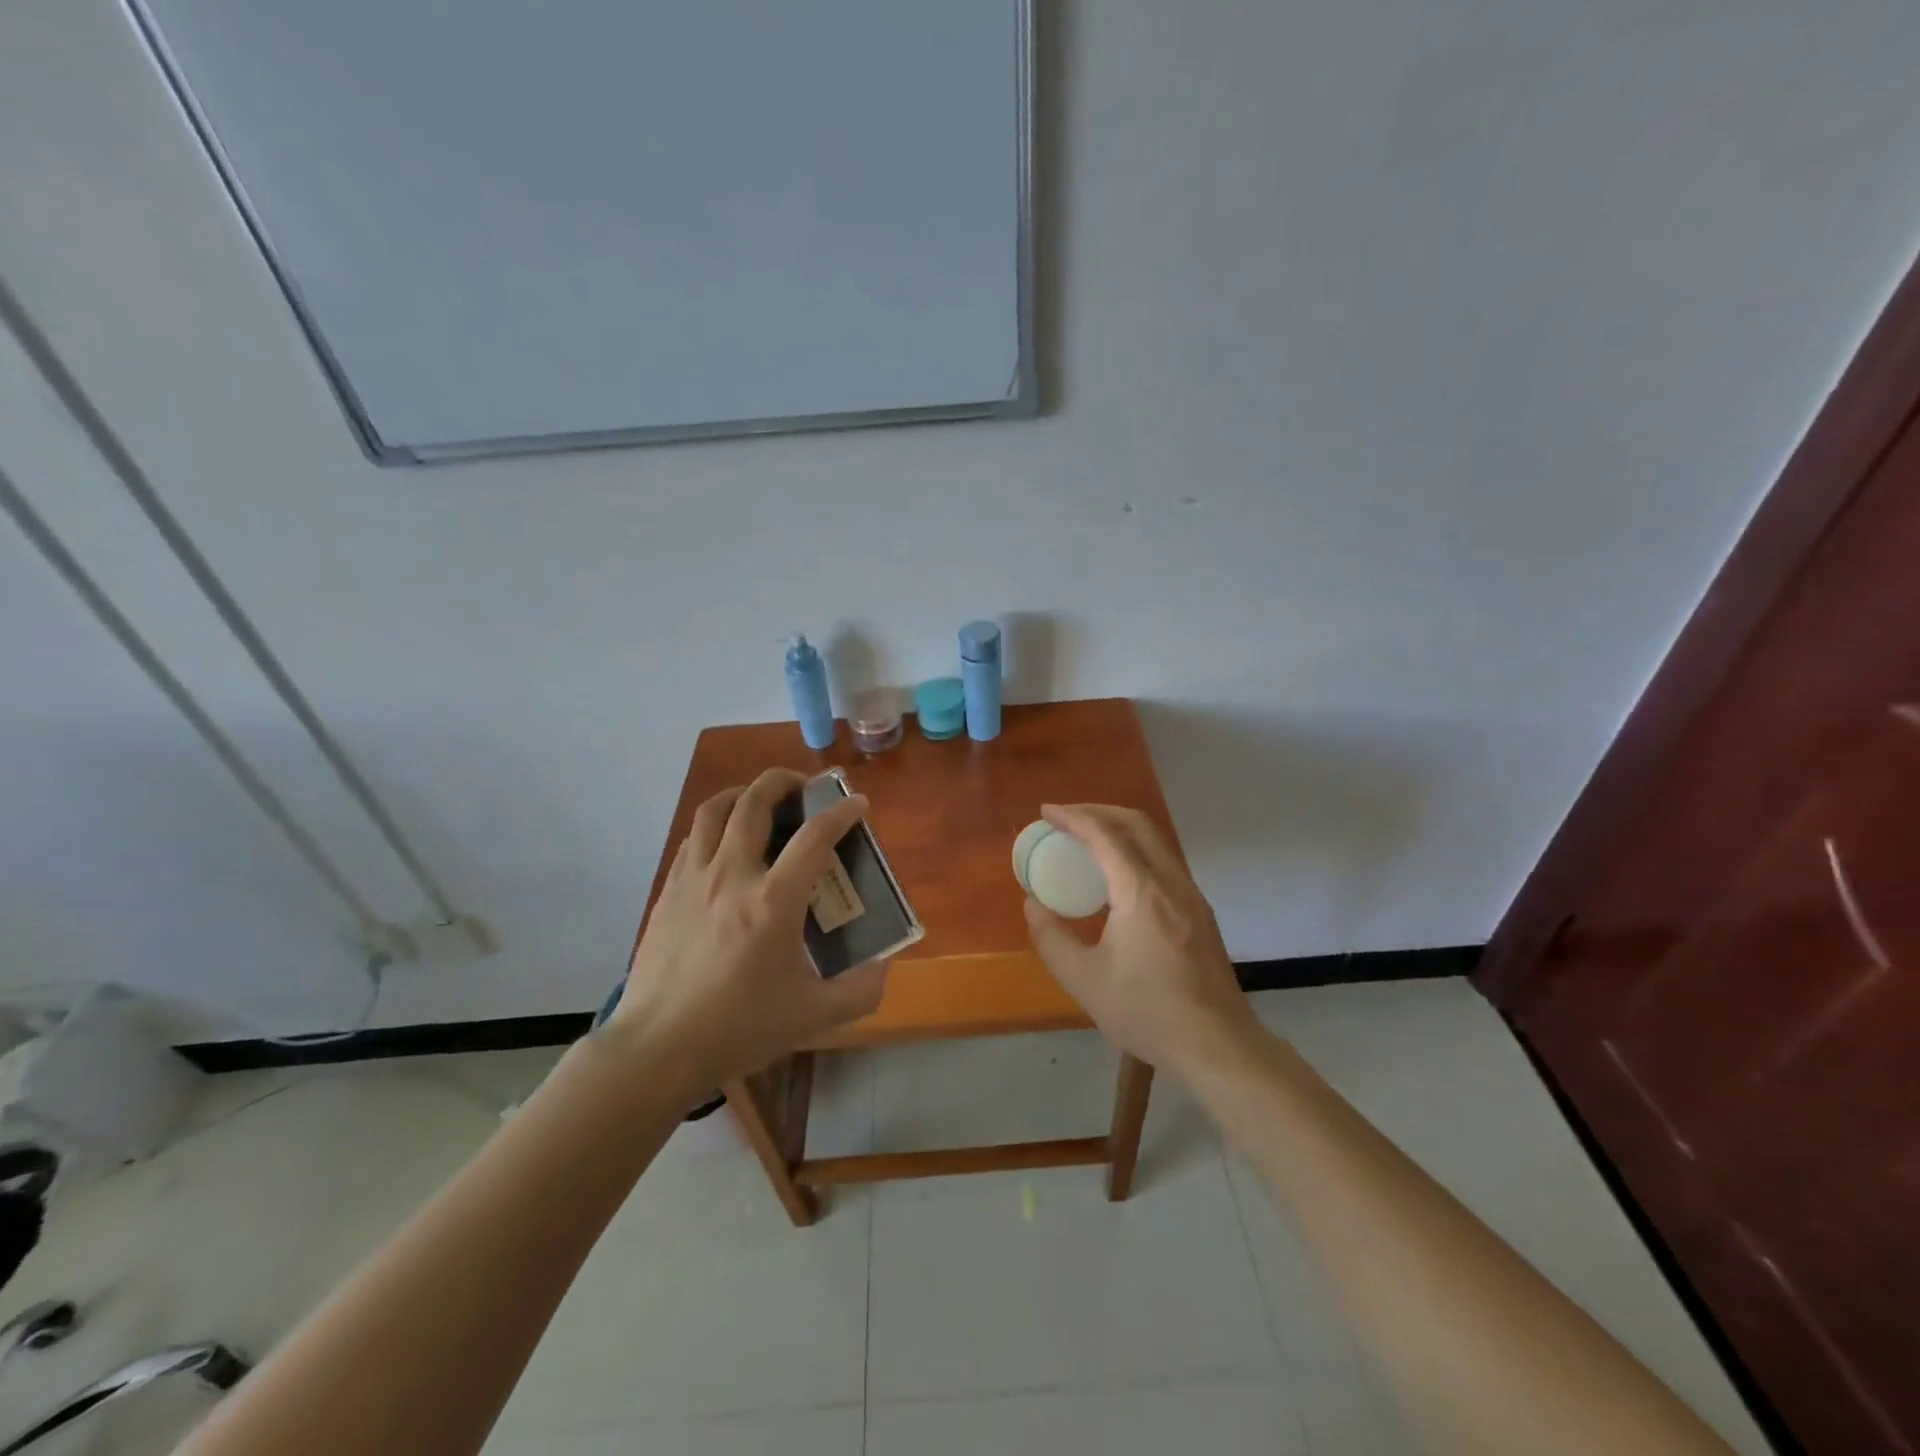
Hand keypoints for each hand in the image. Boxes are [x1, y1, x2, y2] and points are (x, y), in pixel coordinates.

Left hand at [608, 768, 887, 1093]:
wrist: (657, 1048)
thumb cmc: (738, 1028)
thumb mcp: (813, 1016)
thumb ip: (859, 991)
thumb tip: (884, 968)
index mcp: (773, 901)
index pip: (814, 836)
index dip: (842, 813)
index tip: (858, 804)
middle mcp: (732, 875)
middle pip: (755, 802)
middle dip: (784, 782)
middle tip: (804, 788)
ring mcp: (694, 879)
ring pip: (715, 810)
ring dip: (743, 794)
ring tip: (761, 801)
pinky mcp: (668, 892)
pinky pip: (694, 839)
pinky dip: (716, 826)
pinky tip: (726, 844)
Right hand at [1023, 804, 1254, 1077]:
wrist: (1217, 1045)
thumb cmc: (1146, 1012)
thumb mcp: (1084, 980)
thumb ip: (1051, 938)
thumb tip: (1032, 905)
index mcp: (1141, 892)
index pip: (1104, 835)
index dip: (1073, 817)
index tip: (1046, 812)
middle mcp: (1171, 882)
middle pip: (1136, 823)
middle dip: (1097, 810)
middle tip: (1065, 818)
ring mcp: (1192, 895)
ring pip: (1154, 840)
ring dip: (1119, 828)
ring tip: (1087, 841)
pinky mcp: (1201, 912)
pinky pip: (1164, 862)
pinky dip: (1135, 851)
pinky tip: (1118, 876)